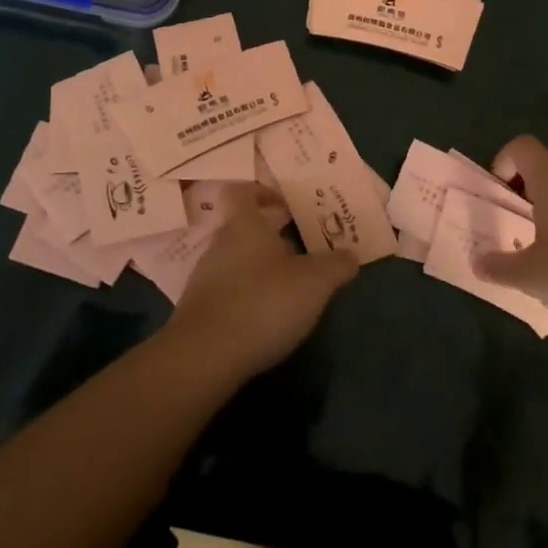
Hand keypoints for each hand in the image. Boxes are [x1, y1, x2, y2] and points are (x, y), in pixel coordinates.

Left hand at [164, 200, 357, 379]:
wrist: (205, 356)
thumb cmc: (262, 303)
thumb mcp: (314, 283)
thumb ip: (336, 265)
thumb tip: (350, 256)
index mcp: (244, 225)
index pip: (243, 192)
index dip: (262, 194)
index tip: (286, 207)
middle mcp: (219, 244)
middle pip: (243, 229)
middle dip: (271, 238)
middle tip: (300, 251)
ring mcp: (204, 278)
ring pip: (236, 261)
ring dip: (259, 270)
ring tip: (288, 289)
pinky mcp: (198, 311)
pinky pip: (227, 292)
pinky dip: (246, 298)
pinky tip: (265, 318)